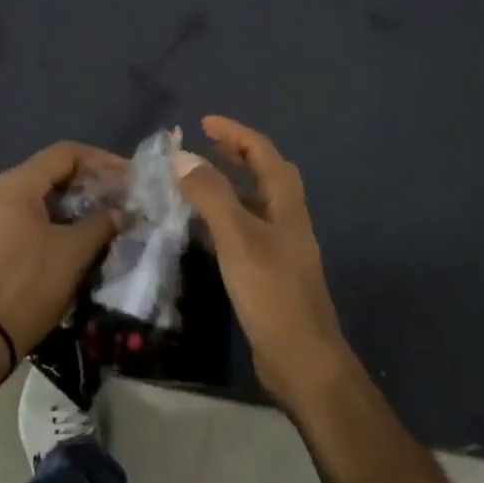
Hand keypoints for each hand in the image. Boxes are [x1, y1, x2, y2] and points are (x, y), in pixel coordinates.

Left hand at [0, 141, 124, 357]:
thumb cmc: (29, 285)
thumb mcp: (74, 251)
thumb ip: (102, 222)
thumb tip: (122, 210)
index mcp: (17, 184)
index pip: (66, 153)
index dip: (102, 160)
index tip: (129, 176)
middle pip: (52, 172)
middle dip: (90, 181)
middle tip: (122, 196)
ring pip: (42, 196)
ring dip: (76, 202)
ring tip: (107, 215)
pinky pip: (29, 216)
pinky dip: (57, 219)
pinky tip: (79, 235)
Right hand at [175, 116, 356, 410]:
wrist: (301, 359)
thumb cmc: (272, 292)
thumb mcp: (237, 238)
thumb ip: (210, 195)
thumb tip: (182, 157)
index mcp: (285, 203)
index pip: (262, 152)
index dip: (235, 133)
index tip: (203, 123)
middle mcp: (286, 218)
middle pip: (264, 173)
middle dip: (235, 153)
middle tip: (203, 145)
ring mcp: (280, 246)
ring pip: (253, 202)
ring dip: (229, 184)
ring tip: (196, 180)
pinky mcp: (269, 271)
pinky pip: (244, 229)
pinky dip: (224, 217)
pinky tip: (202, 229)